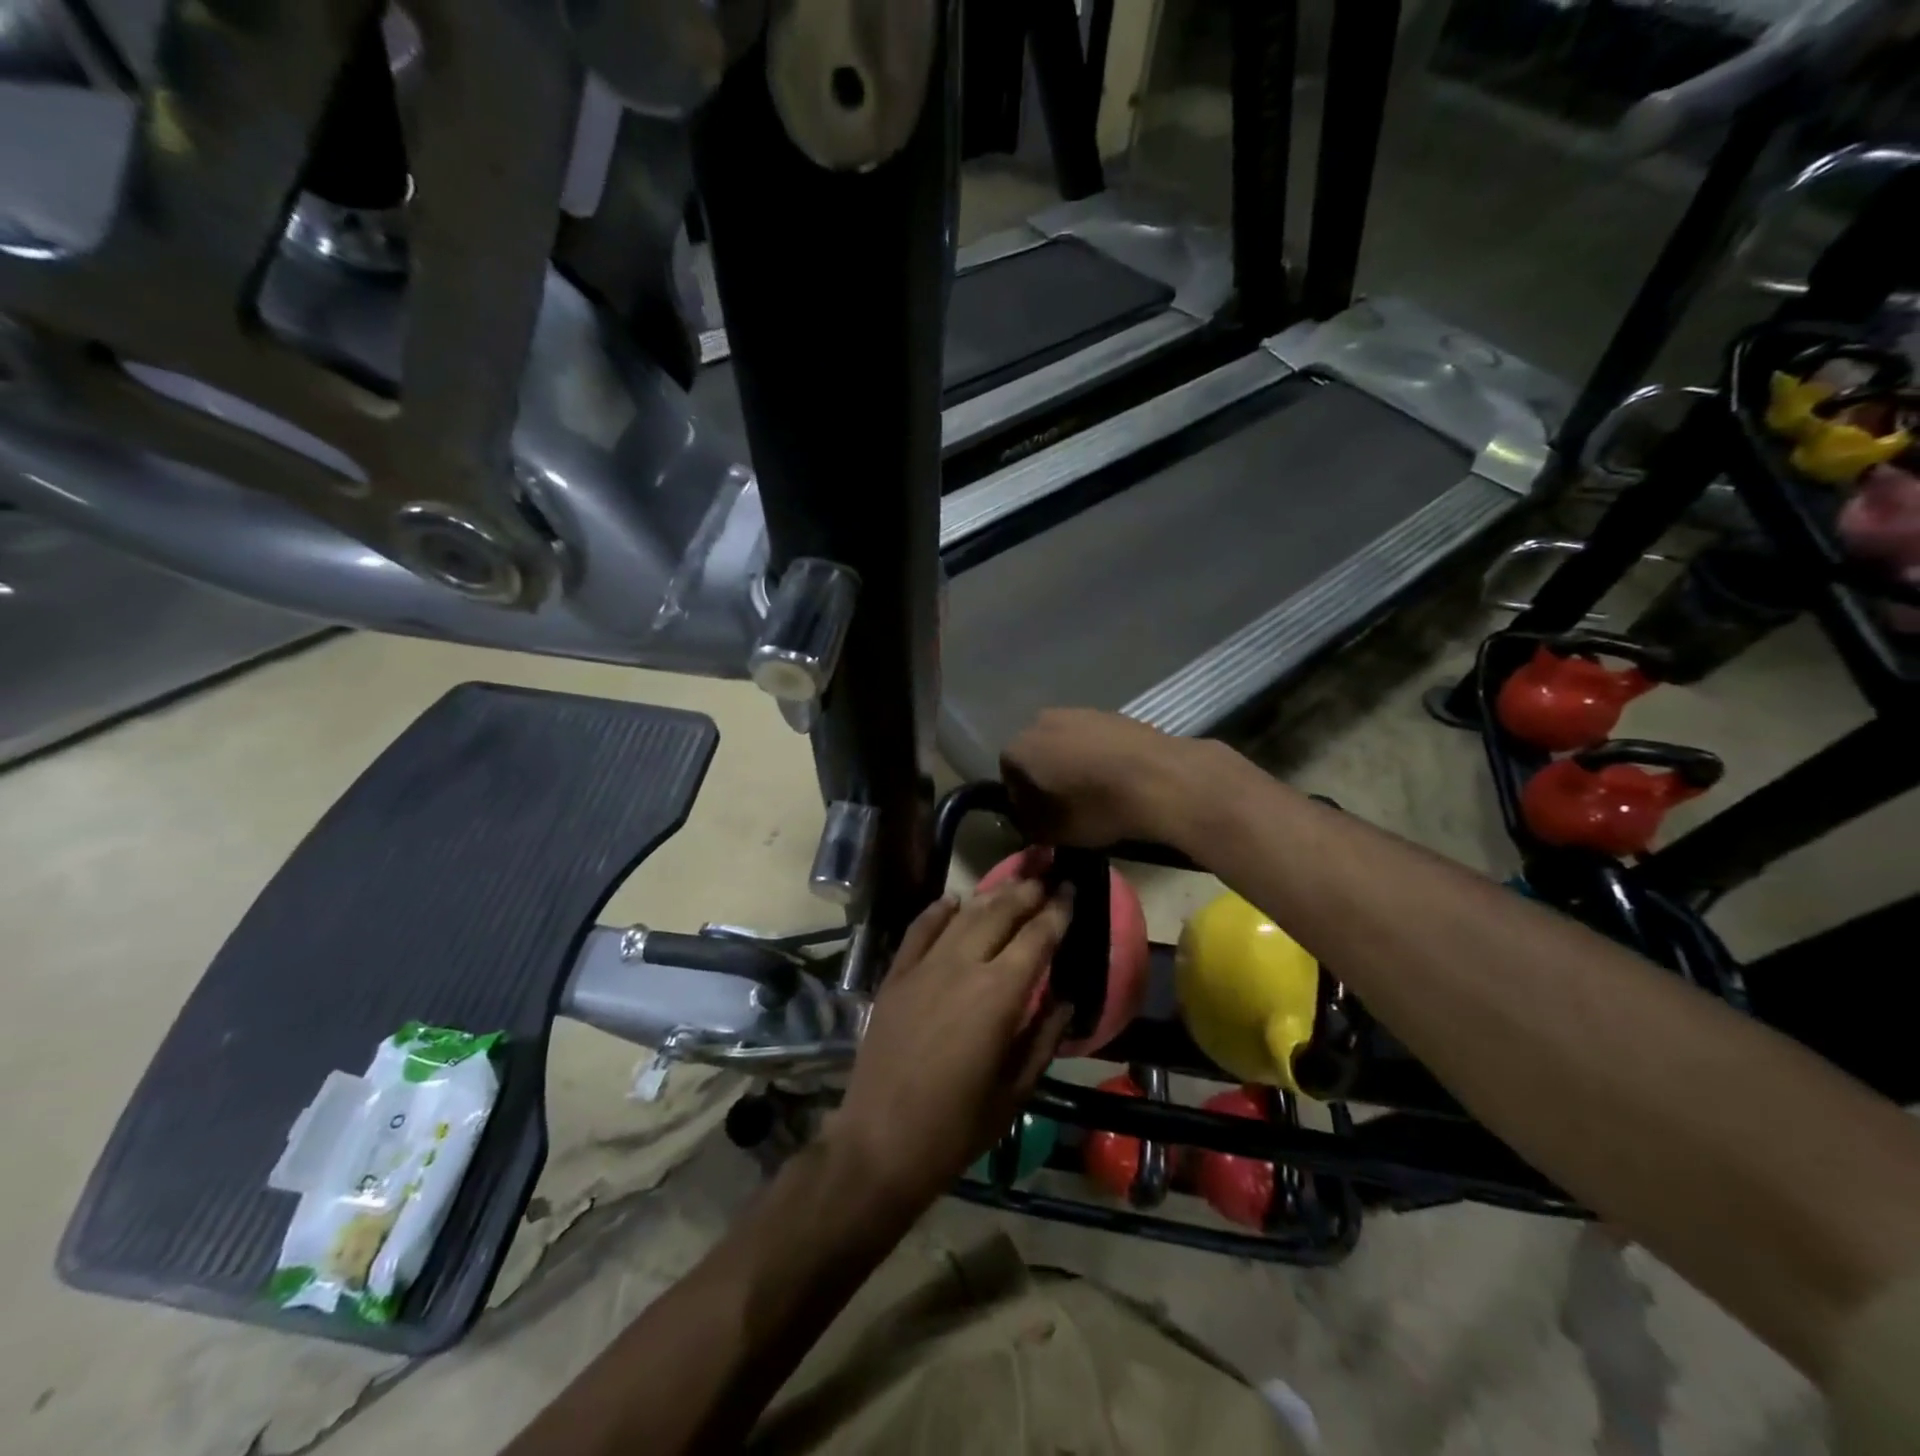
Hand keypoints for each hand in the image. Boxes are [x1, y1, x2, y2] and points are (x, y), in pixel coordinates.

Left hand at [831, 880, 1074, 1210]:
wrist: (880, 1142)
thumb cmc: (956, 1127)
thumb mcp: (1015, 1091)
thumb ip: (1043, 1038)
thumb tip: (1064, 1000)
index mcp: (999, 994)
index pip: (1037, 938)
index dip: (1058, 911)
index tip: (1073, 890)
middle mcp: (963, 966)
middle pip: (1000, 913)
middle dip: (1026, 892)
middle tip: (1045, 879)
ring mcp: (924, 967)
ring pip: (963, 915)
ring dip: (990, 895)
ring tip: (1011, 884)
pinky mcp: (895, 976)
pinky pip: (919, 930)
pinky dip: (938, 910)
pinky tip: (953, 899)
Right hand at [1001, 708, 1207, 846]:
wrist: (1159, 778)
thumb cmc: (1096, 808)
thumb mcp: (1052, 831)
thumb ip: (1028, 822)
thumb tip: (1027, 814)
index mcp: (1019, 748)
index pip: (1008, 776)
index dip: (1022, 799)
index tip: (1041, 818)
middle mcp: (1041, 721)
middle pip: (1036, 753)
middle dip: (1046, 776)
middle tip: (1066, 804)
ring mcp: (1078, 712)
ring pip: (1065, 743)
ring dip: (1073, 763)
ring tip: (1095, 791)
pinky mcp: (1111, 713)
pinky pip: (1093, 738)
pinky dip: (1098, 755)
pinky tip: (1116, 777)